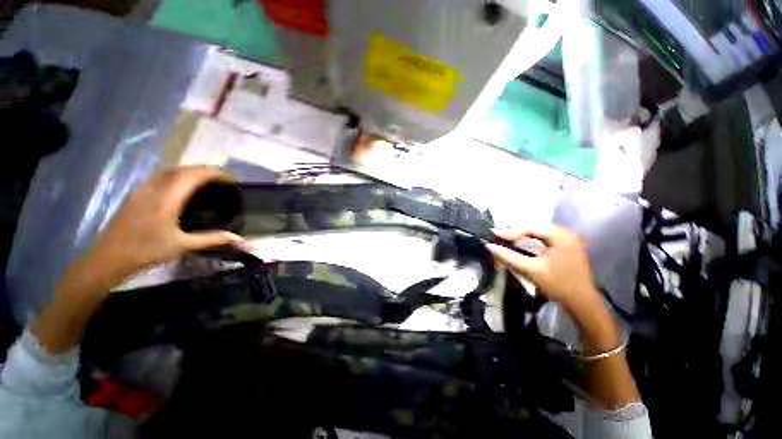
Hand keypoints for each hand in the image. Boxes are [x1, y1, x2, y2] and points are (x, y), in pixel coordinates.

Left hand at [90, 166, 244, 282]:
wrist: (108, 257)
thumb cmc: (146, 251)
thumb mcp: (183, 246)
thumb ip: (213, 239)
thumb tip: (241, 239)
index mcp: (167, 198)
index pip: (194, 175)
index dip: (214, 173)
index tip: (232, 179)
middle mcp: (155, 188)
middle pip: (183, 169)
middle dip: (206, 170)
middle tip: (223, 180)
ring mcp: (144, 189)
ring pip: (170, 170)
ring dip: (191, 171)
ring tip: (206, 180)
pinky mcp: (137, 194)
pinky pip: (161, 176)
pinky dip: (178, 175)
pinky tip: (182, 186)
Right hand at [485, 225, 600, 313]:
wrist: (582, 304)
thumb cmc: (558, 285)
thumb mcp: (530, 270)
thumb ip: (508, 256)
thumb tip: (489, 246)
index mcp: (561, 236)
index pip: (530, 227)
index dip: (510, 230)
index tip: (493, 234)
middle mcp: (566, 233)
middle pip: (535, 227)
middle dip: (515, 231)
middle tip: (499, 236)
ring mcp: (568, 239)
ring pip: (539, 232)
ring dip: (522, 235)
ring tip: (506, 239)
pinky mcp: (567, 246)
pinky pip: (544, 238)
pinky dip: (531, 239)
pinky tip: (522, 243)